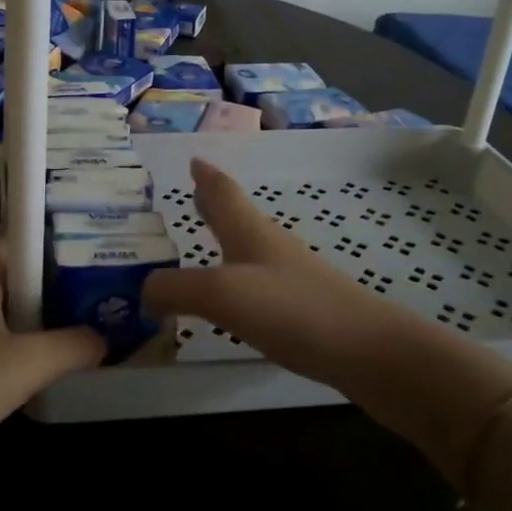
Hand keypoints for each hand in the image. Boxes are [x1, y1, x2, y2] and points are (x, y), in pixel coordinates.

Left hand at [0, 236, 102, 480]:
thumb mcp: (23, 364)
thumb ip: (71, 346)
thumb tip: (105, 338)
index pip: (24, 236)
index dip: (62, 233)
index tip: (104, 240)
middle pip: (23, 275)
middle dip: (65, 280)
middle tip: (114, 287)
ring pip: (14, 312)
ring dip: (49, 317)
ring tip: (97, 322)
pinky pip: (1, 342)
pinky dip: (29, 347)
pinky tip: (55, 365)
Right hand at [143, 159, 410, 393]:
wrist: (368, 351)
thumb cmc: (293, 309)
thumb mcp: (222, 294)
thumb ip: (175, 289)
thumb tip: (142, 291)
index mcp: (249, 231)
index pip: (223, 192)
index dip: (206, 176)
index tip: (193, 159)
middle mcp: (269, 246)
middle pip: (236, 215)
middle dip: (213, 203)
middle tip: (192, 194)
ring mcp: (289, 277)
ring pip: (247, 247)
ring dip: (224, 238)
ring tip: (204, 242)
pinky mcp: (301, 308)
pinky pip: (257, 282)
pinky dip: (236, 277)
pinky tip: (233, 297)